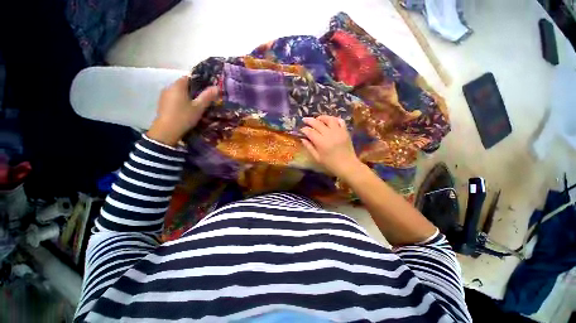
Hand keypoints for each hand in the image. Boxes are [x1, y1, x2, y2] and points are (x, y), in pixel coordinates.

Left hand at [146, 76, 218, 146]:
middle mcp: (169, 87)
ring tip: (195, 105)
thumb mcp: (198, 107)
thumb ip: (207, 96)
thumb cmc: (184, 117)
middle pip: (183, 85)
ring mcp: (164, 95)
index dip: (198, 82)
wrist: (166, 131)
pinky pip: (173, 98)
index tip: (205, 90)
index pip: (188, 77)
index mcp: (178, 86)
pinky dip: (179, 101)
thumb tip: (216, 87)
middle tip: (202, 99)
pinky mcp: (162, 103)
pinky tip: (185, 109)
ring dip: (185, 96)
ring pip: (177, 92)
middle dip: (192, 90)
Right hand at [300, 115, 361, 178]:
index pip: (310, 132)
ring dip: (322, 117)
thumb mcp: (317, 158)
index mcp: (321, 142)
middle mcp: (329, 134)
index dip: (304, 129)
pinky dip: (334, 119)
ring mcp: (338, 132)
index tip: (301, 129)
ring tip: (317, 119)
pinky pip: (340, 121)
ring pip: (329, 119)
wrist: (348, 166)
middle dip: (309, 120)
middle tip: (305, 119)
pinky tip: (330, 121)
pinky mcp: (345, 131)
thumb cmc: (330, 164)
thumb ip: (309, 147)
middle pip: (317, 123)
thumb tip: (303, 139)